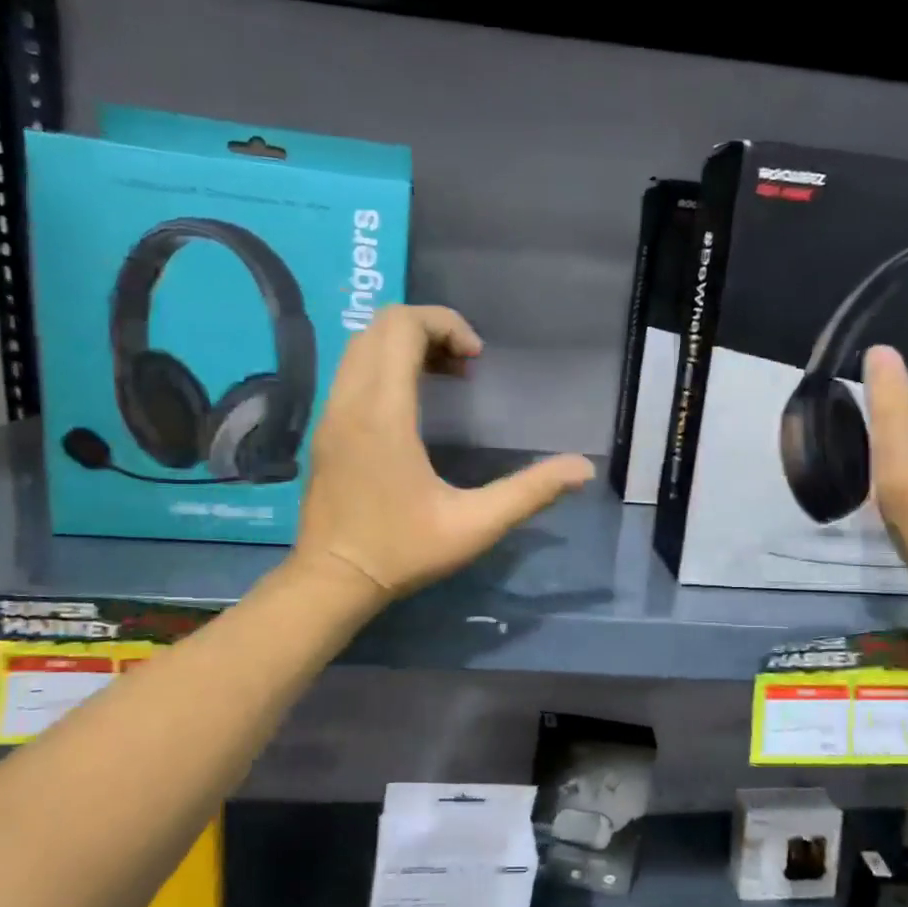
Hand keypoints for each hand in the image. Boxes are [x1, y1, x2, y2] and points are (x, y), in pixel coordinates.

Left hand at [293, 305, 594, 601]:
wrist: (331, 581)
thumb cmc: (402, 551)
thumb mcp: (475, 526)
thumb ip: (530, 492)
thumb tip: (582, 469)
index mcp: (383, 414)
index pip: (401, 327)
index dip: (445, 324)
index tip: (477, 360)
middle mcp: (350, 402)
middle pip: (380, 326)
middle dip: (428, 329)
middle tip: (465, 366)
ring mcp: (330, 414)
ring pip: (361, 346)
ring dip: (405, 346)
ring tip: (446, 378)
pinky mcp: (325, 429)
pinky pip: (352, 371)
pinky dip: (384, 366)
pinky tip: (414, 406)